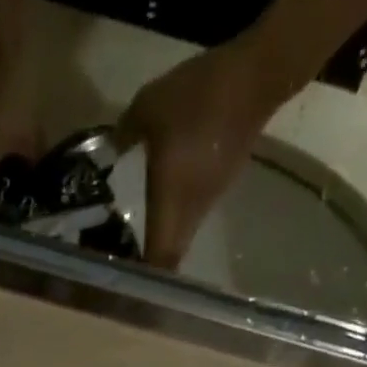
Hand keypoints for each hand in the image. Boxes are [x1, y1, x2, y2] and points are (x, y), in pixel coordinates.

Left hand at [119, 40, 290, 268]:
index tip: (124, 292)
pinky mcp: (217, 185)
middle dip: (149, 270)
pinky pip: (188, 214)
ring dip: (160, 244)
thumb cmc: (199, 97)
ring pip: (179, 238)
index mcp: (172, 206)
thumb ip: (123, 137)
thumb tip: (108, 155)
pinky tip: (157, 206)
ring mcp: (207, 201)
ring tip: (132, 243)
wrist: (257, 75)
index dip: (144, 282)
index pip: (159, 260)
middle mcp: (191, 214)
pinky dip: (171, 219)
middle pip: (169, 257)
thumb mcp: (147, 109)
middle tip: (122, 272)